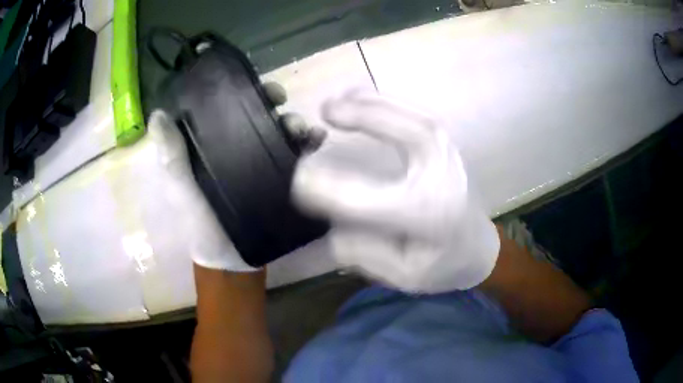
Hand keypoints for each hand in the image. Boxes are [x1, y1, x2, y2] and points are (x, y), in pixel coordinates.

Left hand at [146, 82, 320, 272]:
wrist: (232, 259)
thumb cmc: (202, 225)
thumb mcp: (182, 190)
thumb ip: (172, 157)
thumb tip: (158, 115)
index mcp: (213, 144)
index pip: (227, 108)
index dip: (241, 92)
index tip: (254, 85)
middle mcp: (239, 147)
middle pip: (259, 115)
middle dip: (273, 103)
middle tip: (282, 102)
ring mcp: (262, 163)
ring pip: (281, 132)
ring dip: (294, 123)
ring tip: (302, 129)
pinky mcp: (282, 180)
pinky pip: (298, 156)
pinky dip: (309, 144)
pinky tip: (317, 140)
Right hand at [292, 91, 499, 292]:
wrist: (479, 250)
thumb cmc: (442, 267)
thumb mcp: (402, 276)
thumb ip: (365, 254)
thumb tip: (331, 226)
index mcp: (429, 217)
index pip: (372, 201)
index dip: (331, 191)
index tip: (299, 182)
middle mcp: (442, 179)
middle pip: (410, 135)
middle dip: (367, 116)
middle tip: (327, 109)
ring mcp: (449, 157)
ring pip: (415, 118)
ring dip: (374, 102)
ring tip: (340, 98)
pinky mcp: (446, 148)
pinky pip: (418, 115)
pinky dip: (389, 103)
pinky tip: (365, 98)